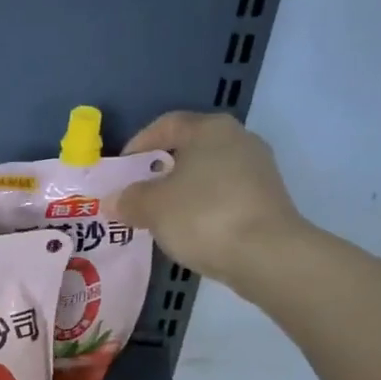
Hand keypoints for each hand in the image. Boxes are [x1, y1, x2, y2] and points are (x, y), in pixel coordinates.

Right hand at [112, 111, 308, 296]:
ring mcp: (258, 170)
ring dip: (182, 191)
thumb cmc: (202, 216)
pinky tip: (189, 229)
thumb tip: (113, 200)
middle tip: (137, 194)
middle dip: (160, 170)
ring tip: (159, 216)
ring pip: (207, 174)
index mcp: (210, 129)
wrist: (266, 255)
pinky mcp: (268, 199)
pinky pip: (224, 196)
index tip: (121, 170)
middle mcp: (239, 139)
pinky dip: (203, 207)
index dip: (138, 145)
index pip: (166, 125)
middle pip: (189, 149)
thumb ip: (128, 199)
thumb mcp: (152, 207)